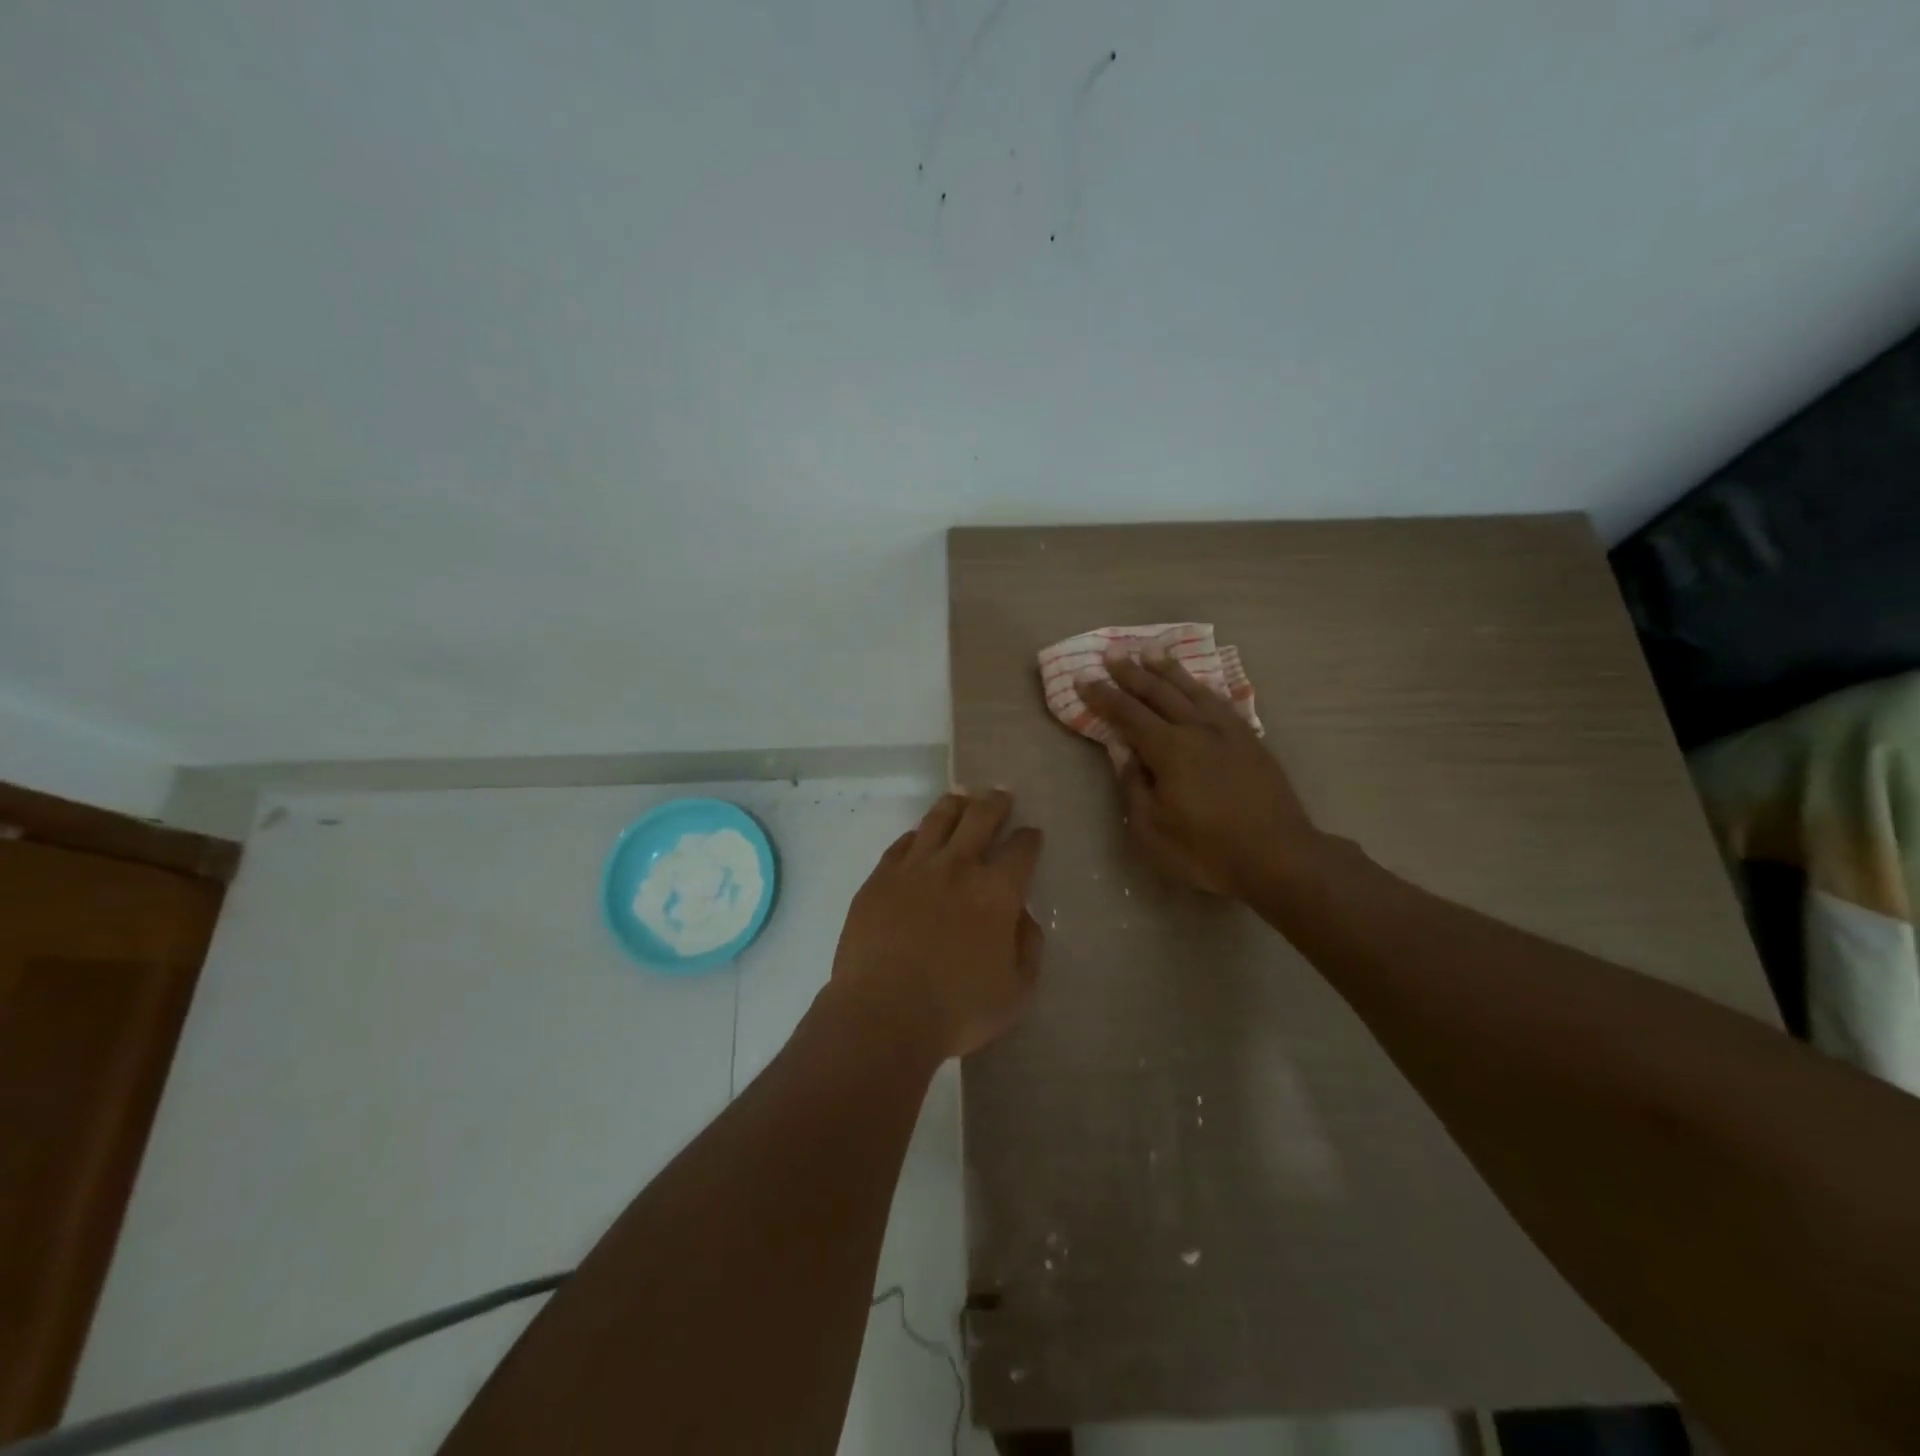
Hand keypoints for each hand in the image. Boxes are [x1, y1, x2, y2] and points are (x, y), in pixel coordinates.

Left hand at [829, 790, 1045, 1060]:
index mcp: (997, 892)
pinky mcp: (879, 879)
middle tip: (1000, 796)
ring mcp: (914, 868)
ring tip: (961, 798)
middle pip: (980, 818)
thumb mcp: (1016, 991)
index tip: (1031, 835)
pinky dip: (916, 835)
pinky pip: (902, 844)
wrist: (883, 1015)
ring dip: (955, 805)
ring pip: (938, 820)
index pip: (1021, 849)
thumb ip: (1029, 947)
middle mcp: (957, 867)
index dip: (1029, 838)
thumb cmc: (957, 1011)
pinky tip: (919, 835)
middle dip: (995, 803)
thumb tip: (1022, 916)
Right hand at [1081, 650, 1319, 896]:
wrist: (1279, 858)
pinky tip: (1198, 684)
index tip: (1082, 677)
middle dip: (1131, 672)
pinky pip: (1220, 701)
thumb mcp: (1152, 830)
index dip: (1103, 696)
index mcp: (1170, 750)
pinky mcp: (1251, 741)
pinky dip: (1202, 687)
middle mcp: (1197, 729)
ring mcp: (1228, 732)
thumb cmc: (1207, 852)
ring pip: (1192, 689)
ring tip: (1150, 650)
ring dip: (1168, 669)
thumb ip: (1134, 786)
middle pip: (1159, 692)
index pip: (1128, 714)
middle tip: (1112, 652)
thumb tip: (1123, 752)